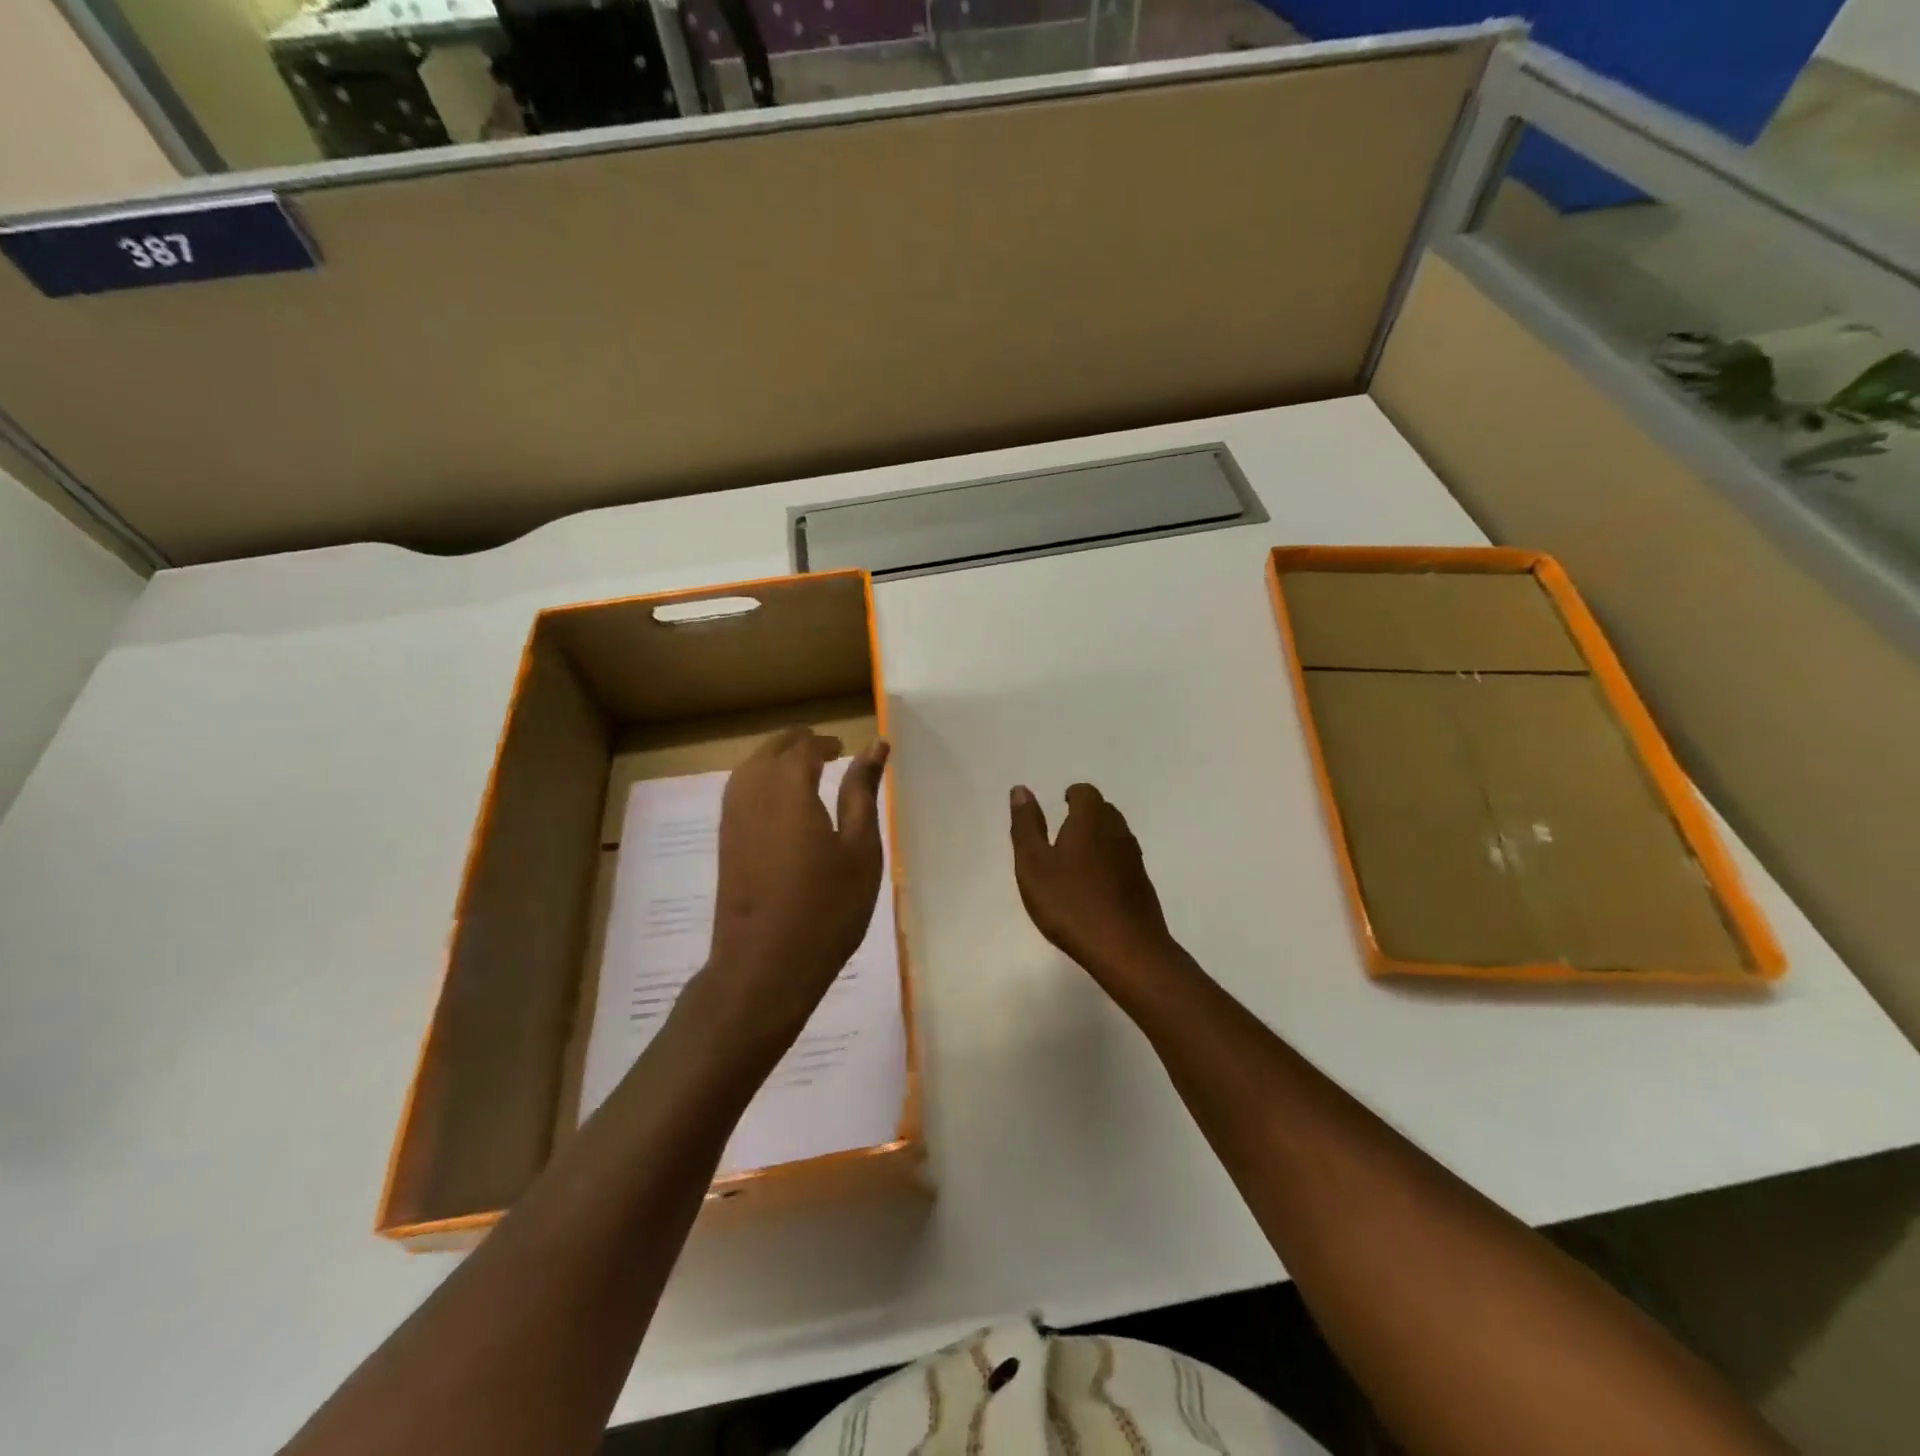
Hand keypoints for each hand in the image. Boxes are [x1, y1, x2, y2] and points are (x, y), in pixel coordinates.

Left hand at [702, 728, 889, 1049]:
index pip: (803, 747)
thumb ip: (863, 793)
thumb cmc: (827, 908)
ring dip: (774, 760)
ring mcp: (733, 820)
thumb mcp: (860, 850)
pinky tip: (779, 802)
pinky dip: (758, 781)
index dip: (824, 742)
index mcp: (789, 790)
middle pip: (770, 751)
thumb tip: (873, 747)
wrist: (765, 966)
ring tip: (803, 770)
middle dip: (797, 743)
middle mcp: (753, 794)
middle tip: (826, 750)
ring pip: (748, 768)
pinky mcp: (725, 843)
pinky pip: (738, 792)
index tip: (843, 747)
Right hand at [1009, 782, 1181, 983]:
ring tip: (1075, 861)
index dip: (1072, 795)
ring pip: (1115, 836)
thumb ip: (1027, 826)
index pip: (1085, 793)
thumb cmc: (1071, 904)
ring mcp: (1134, 859)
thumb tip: (1021, 790)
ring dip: (1097, 840)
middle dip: (1084, 815)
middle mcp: (1117, 832)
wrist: (1127, 949)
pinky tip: (1094, 888)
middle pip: (1103, 811)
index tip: (1060, 806)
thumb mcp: (1034, 865)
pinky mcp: (1142, 885)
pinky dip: (1108, 864)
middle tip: (1062, 833)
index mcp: (1090, 820)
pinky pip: (1123, 861)